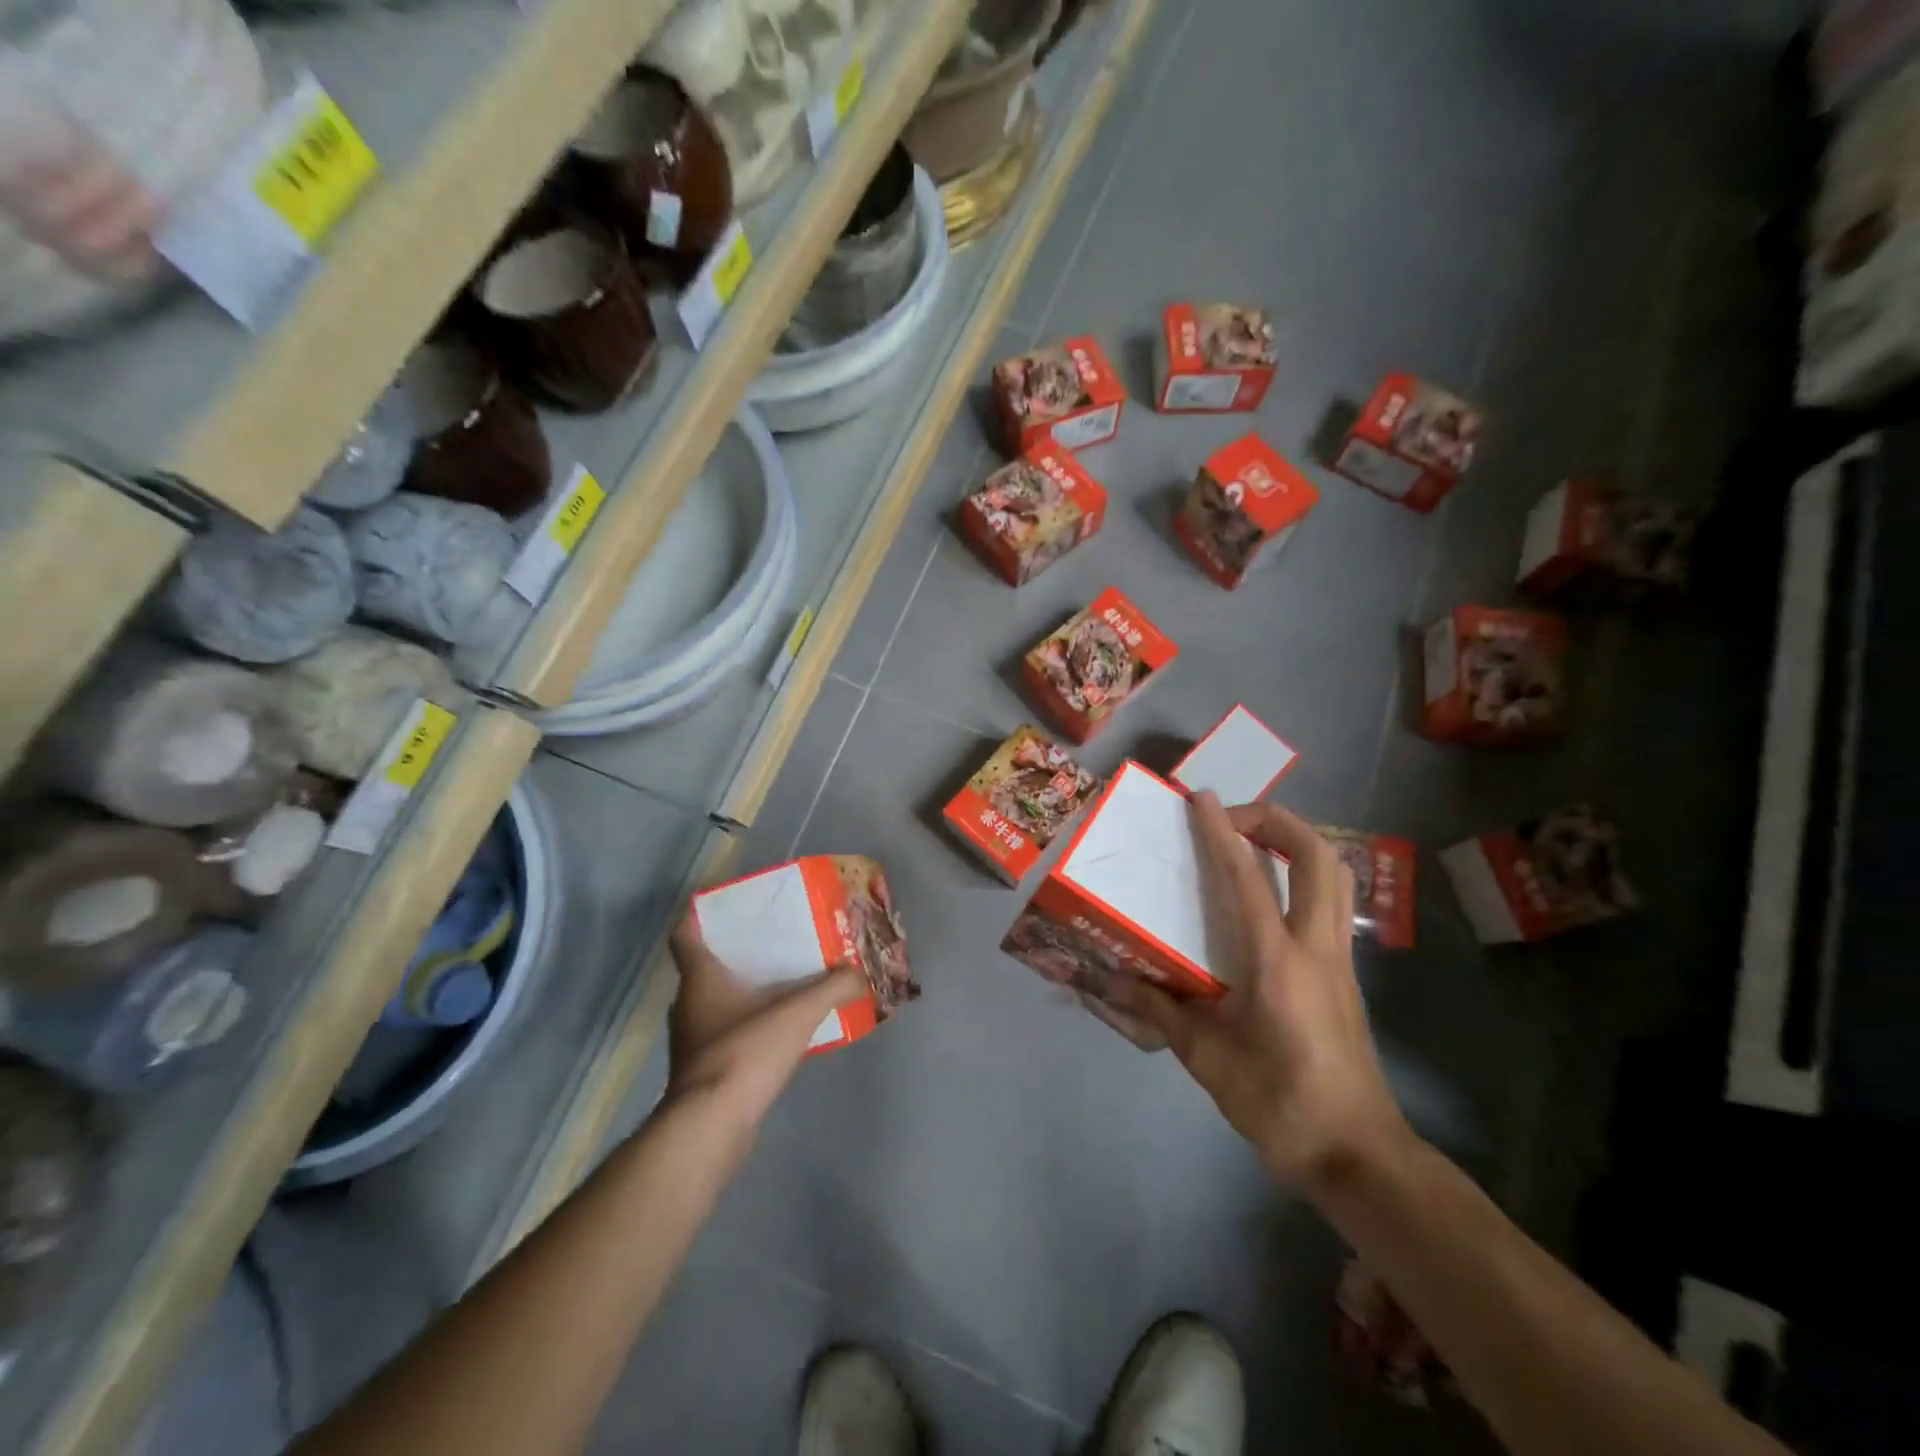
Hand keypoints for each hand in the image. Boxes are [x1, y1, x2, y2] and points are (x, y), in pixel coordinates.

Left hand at [665, 917, 866, 1132]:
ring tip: (783, 982)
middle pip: (706, 967)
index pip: (685, 936)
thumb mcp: (798, 1013)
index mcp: (700, 978)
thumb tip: (860, 973)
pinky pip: (727, 1033)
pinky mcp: (704, 1071)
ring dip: (743, 991)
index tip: (727, 907)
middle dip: (737, 953)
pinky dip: (748, 1025)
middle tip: (773, 940)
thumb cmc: (745, 1052)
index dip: (699, 916)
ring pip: (716, 1002)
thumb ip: (833, 989)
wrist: (712, 1126)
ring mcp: (692, 1041)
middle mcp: (689, 1004)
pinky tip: (778, 1030)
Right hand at [1111, 794, 1414, 1197]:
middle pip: (1316, 856)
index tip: (1199, 798)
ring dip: (1297, 842)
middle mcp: (1316, 948)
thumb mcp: (1209, 1062)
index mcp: (1278, 963)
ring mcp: (1339, 959)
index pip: (1249, 879)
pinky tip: (1269, 896)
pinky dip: (1303, 874)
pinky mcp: (1345, 974)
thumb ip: (1163, 1012)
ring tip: (1253, 843)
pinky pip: (1331, 901)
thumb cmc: (1282, 1107)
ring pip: (1335, 874)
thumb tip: (1116, 980)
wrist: (1360, 1156)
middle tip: (1231, 819)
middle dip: (1276, 820)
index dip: (1222, 831)